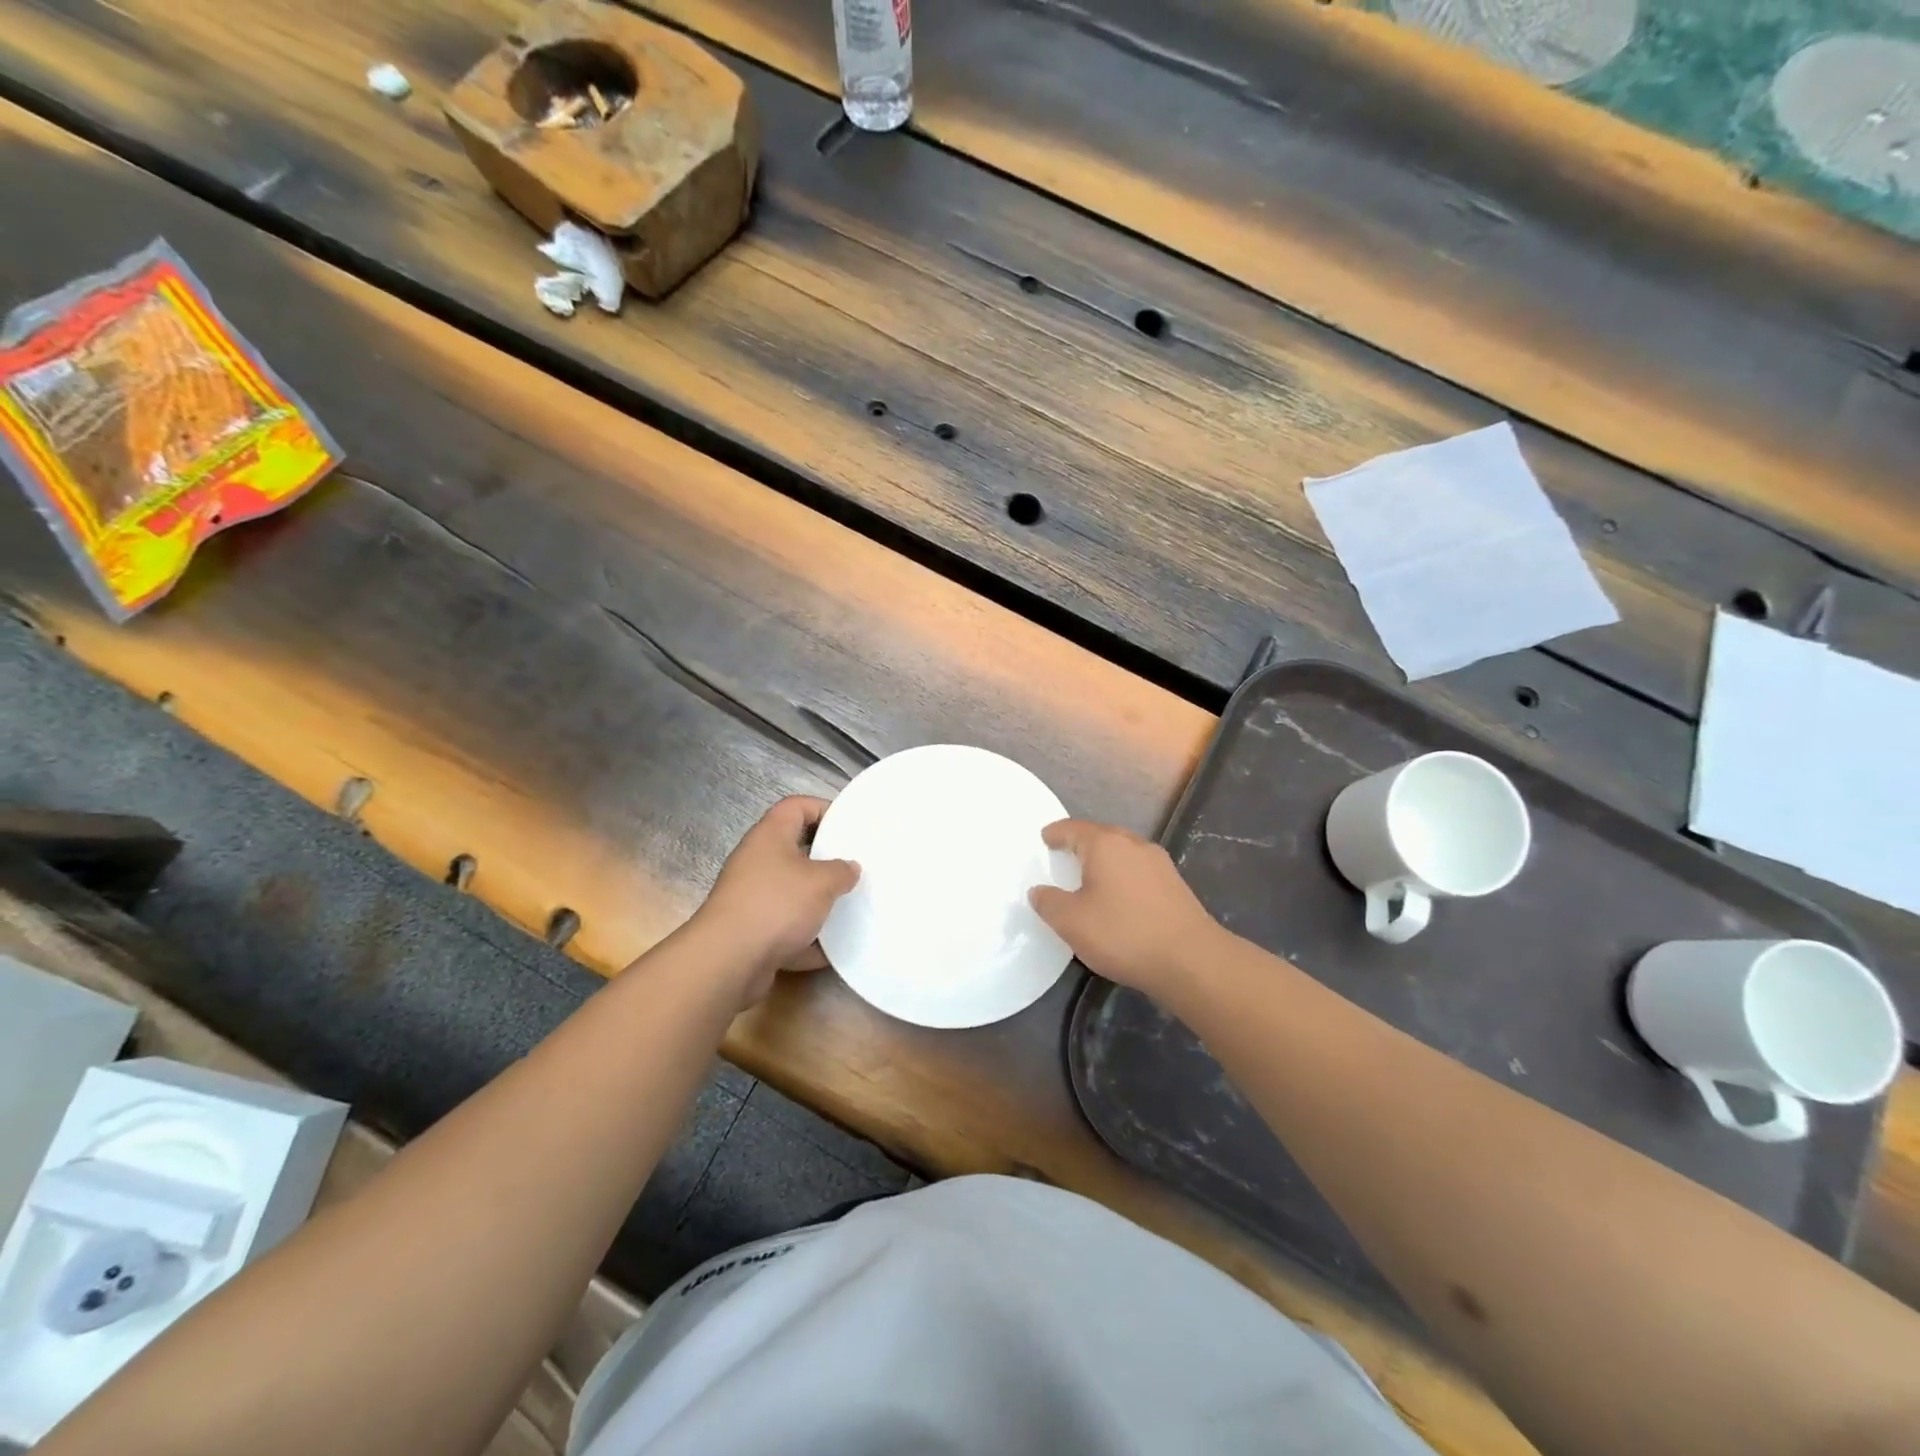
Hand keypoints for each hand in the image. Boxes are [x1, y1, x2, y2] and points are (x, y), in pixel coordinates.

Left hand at [692, 796, 858, 1004]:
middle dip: (826, 858)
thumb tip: (849, 868)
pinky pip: (786, 925)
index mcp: (770, 836)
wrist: (728, 960)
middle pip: (795, 848)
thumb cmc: (776, 905)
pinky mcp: (752, 929)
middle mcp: (757, 860)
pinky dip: (807, 935)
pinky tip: (831, 947)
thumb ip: (841, 871)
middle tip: (855, 866)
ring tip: (849, 904)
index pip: (796, 806)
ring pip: (792, 890)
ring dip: (818, 899)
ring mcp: (752, 896)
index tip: (849, 826)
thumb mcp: (821, 882)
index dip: (823, 808)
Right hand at [1029, 819, 1224, 1001]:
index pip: (1074, 829)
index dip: (1056, 833)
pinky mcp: (1175, 885)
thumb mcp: (1071, 922)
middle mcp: (1134, 844)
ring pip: (1124, 852)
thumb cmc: (1123, 933)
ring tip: (1090, 875)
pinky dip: (1123, 875)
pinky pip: (1139, 870)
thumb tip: (1039, 891)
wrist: (1190, 960)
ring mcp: (1159, 863)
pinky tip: (1119, 895)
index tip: (1045, 837)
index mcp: (1105, 845)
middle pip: (1102, 835)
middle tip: (1064, 853)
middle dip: (1082, 842)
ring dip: (1105, 859)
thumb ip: (1049, 903)